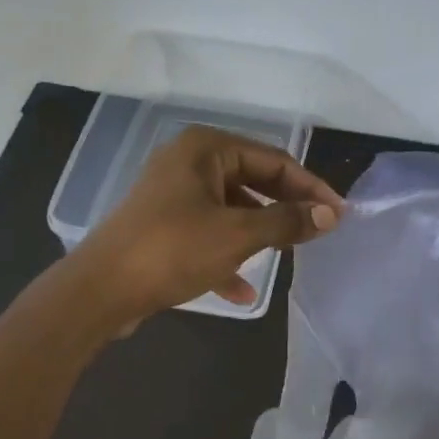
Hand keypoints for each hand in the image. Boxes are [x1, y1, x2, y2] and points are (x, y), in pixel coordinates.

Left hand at [69, 125, 343, 327]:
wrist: (100, 290)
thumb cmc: (172, 250)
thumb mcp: (238, 235)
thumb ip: (287, 222)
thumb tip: (330, 215)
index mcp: (206, 149)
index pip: (273, 160)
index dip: (310, 187)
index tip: (338, 214)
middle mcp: (188, 163)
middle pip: (252, 181)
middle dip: (284, 208)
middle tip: (318, 232)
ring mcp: (172, 194)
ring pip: (230, 209)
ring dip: (259, 232)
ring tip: (288, 254)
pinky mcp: (162, 226)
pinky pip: (207, 234)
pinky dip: (227, 255)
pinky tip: (244, 289)